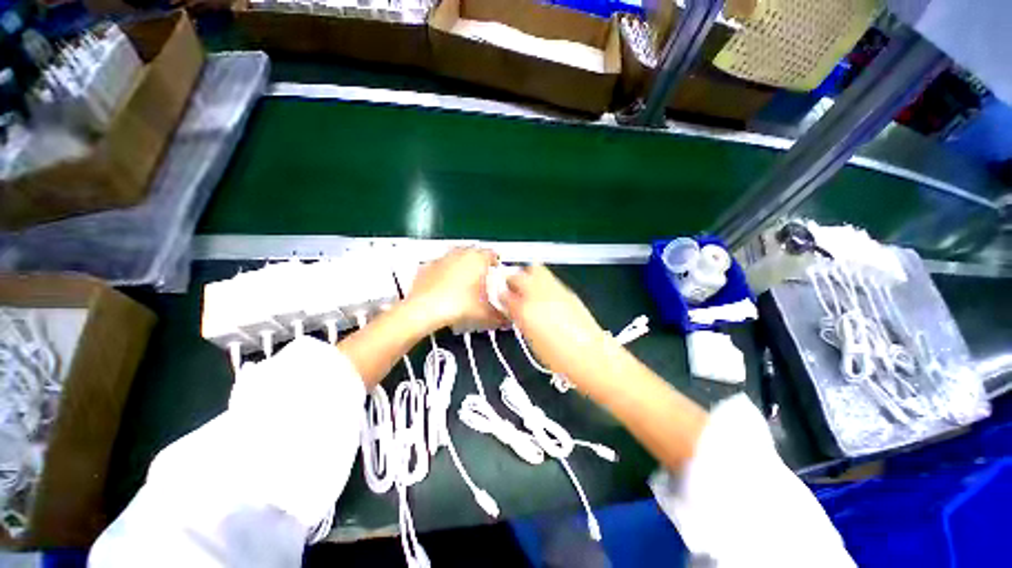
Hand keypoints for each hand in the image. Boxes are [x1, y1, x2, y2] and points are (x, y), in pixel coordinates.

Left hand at [406, 248, 505, 331]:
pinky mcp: (428, 266)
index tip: (496, 269)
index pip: (492, 254)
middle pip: (474, 251)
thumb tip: (506, 321)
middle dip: (479, 261)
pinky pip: (441, 264)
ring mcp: (442, 258)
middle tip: (482, 275)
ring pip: (457, 255)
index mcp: (477, 259)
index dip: (495, 262)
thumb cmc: (457, 305)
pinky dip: (446, 271)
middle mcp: (460, 254)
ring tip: (465, 279)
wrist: (424, 309)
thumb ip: (498, 315)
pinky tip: (446, 284)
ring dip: (463, 264)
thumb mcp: (483, 313)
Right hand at [500, 265, 604, 377]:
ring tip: (529, 288)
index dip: (500, 295)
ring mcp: (554, 290)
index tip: (501, 298)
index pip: (504, 293)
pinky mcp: (568, 291)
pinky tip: (545, 295)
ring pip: (535, 269)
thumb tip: (512, 308)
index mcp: (525, 310)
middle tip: (512, 289)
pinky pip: (549, 278)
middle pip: (518, 275)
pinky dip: (543, 282)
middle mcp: (538, 294)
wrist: (590, 356)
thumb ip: (518, 319)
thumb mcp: (529, 340)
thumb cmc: (558, 356)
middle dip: (512, 279)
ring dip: (528, 275)